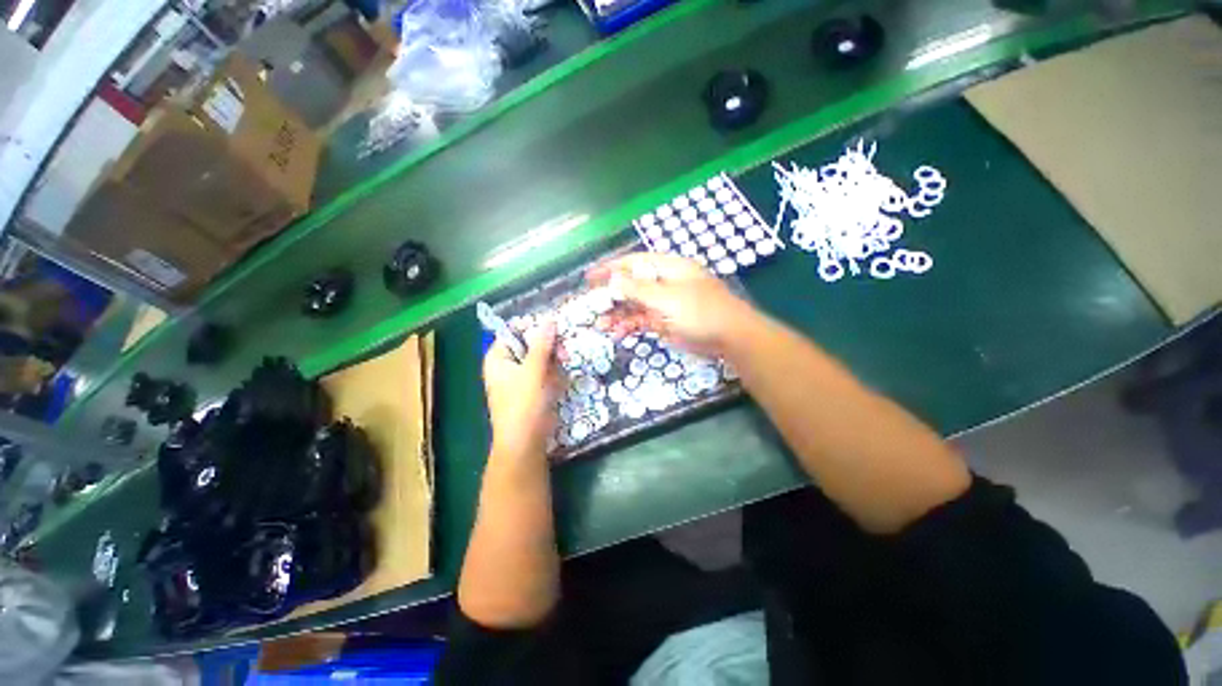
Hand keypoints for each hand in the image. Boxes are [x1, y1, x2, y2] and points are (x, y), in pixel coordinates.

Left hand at [483, 321, 560, 460]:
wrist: (526, 441)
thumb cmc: (523, 404)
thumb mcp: (533, 371)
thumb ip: (542, 344)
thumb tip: (549, 320)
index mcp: (498, 358)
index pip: (514, 332)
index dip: (533, 328)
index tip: (554, 328)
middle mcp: (508, 365)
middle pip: (530, 344)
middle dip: (548, 348)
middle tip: (563, 352)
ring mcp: (521, 377)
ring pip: (541, 359)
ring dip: (554, 362)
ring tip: (562, 369)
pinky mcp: (533, 389)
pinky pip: (546, 373)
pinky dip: (553, 375)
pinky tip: (558, 383)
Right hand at [587, 253, 755, 356]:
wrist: (730, 338)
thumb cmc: (701, 312)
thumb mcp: (667, 298)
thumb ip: (638, 289)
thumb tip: (613, 279)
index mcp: (668, 268)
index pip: (634, 263)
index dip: (611, 268)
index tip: (590, 277)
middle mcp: (664, 283)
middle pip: (632, 285)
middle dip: (611, 295)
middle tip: (590, 305)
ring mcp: (664, 304)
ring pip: (635, 305)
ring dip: (618, 314)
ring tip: (600, 324)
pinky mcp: (665, 322)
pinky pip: (642, 321)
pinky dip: (629, 326)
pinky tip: (617, 333)